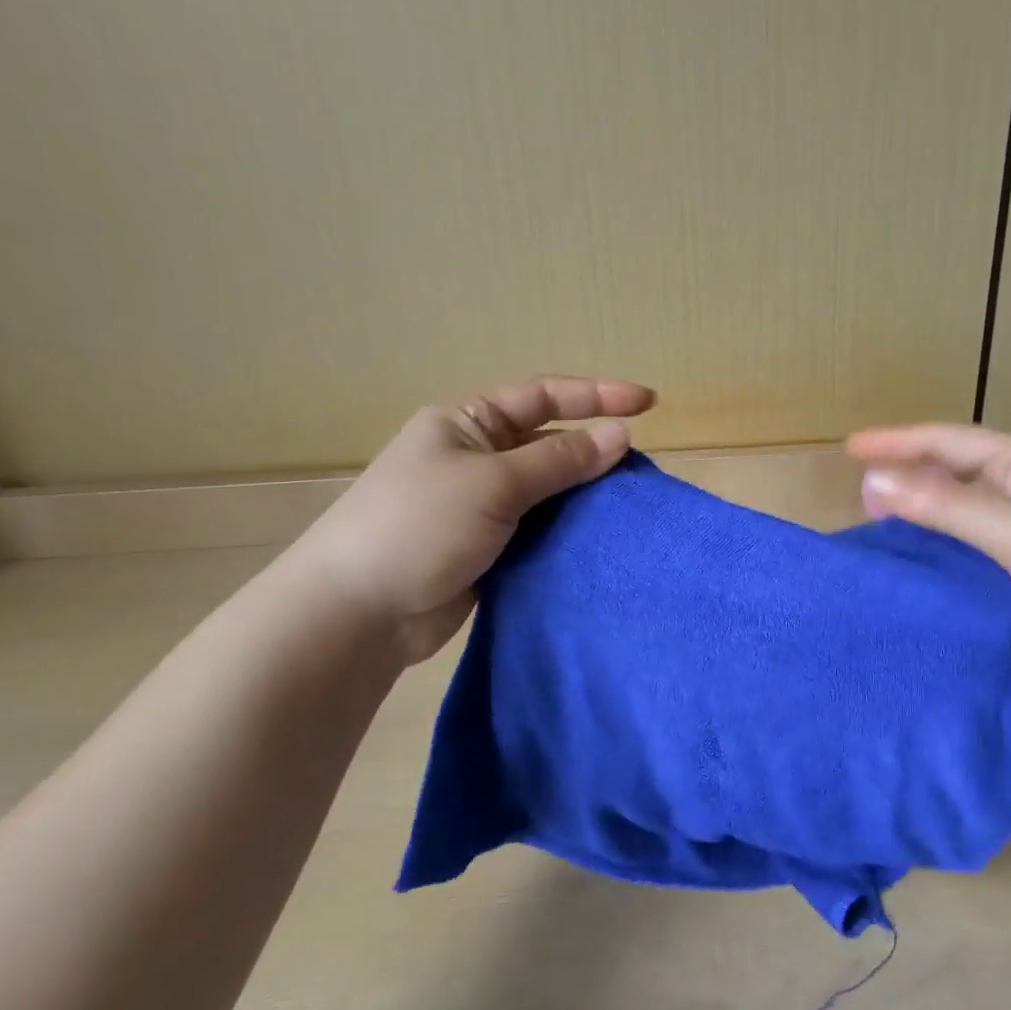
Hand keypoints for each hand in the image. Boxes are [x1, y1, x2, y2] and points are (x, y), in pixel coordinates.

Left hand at [290, 375, 655, 662]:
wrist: (361, 614)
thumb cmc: (419, 527)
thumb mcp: (493, 483)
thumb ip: (560, 460)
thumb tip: (620, 436)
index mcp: (466, 424)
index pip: (542, 396)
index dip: (596, 395)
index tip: (649, 403)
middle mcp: (477, 459)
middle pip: (550, 443)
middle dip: (595, 449)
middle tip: (642, 467)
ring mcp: (484, 507)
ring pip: (551, 491)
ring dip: (587, 496)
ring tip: (632, 505)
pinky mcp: (491, 549)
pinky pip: (542, 529)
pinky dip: (571, 531)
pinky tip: (604, 539)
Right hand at [846, 424, 1010, 681]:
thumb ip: (945, 506)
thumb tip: (873, 481)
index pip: (946, 441)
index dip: (897, 441)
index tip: (850, 448)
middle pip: (953, 471)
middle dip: (907, 476)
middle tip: (862, 496)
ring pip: (964, 509)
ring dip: (925, 513)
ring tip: (883, 526)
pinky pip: (978, 543)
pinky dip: (947, 547)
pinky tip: (926, 562)